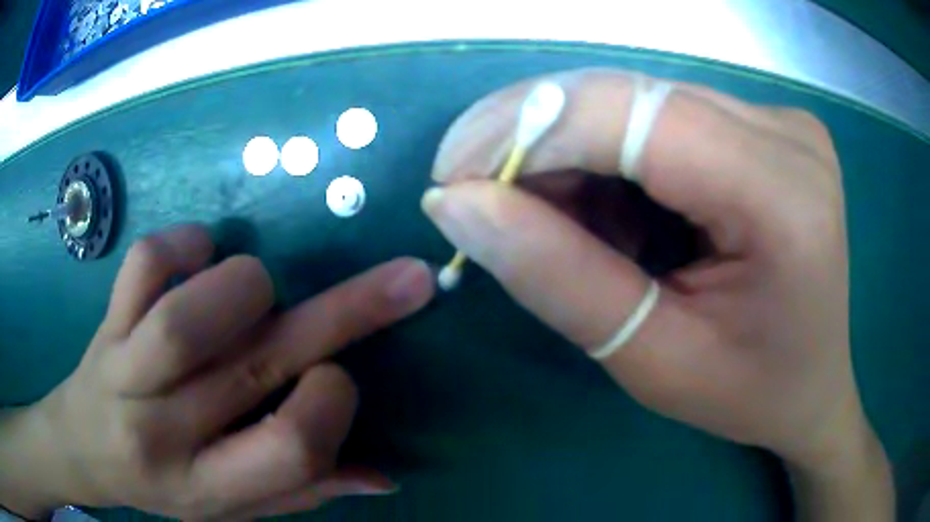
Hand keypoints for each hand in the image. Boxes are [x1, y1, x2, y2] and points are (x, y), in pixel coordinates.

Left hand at [0, 224, 433, 519]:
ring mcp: (125, 368)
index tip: (337, 378)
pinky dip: (185, 244)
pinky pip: (146, 263)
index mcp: (208, 484)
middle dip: (348, 312)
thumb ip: (303, 489)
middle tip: (406, 279)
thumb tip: (383, 476)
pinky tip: (199, 253)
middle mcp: (164, 429)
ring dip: (249, 286)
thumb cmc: (163, 485)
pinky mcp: (106, 319)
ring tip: (260, 290)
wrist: (85, 446)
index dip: (332, 405)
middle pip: (255, 366)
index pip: (290, 450)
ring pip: (190, 315)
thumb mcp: (233, 507)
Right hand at [422, 69, 891, 517]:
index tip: (451, 180)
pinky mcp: (762, 124)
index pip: (633, 116)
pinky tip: (613, 213)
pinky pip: (658, 116)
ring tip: (564, 227)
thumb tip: (456, 204)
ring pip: (634, 101)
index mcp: (783, 195)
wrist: (813, 386)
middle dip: (537, 142)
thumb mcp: (653, 361)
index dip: (524, 130)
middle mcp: (784, 132)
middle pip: (628, 96)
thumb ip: (557, 279)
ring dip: (573, 155)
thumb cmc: (749, 392)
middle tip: (486, 206)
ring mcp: (777, 119)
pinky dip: (611, 158)